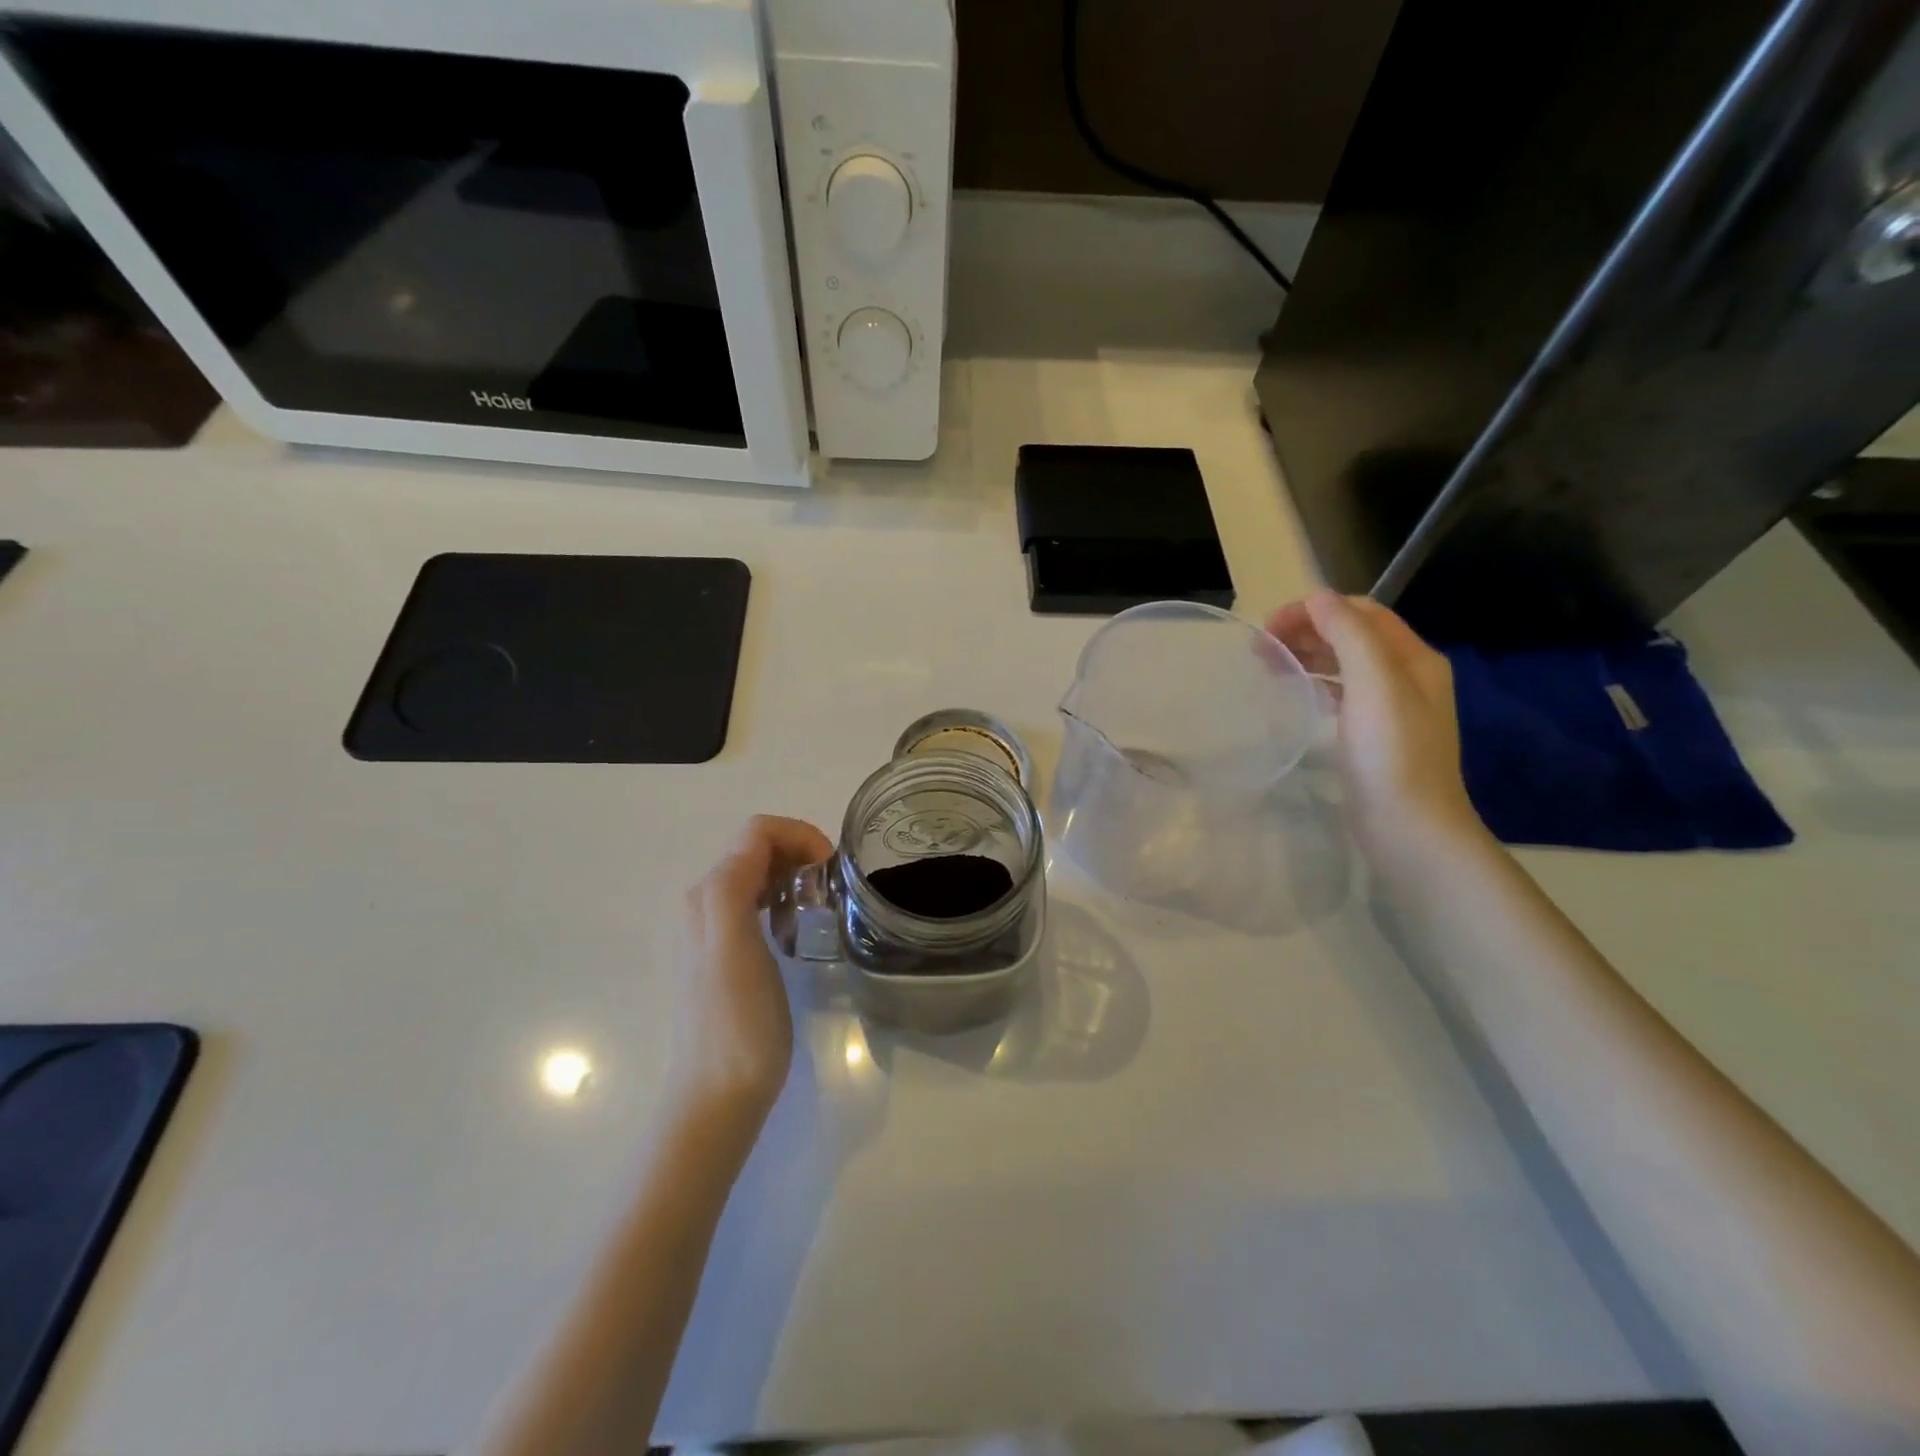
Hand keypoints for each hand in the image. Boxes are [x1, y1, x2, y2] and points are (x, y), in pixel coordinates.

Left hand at [672, 815, 833, 1135]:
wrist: (717, 1095)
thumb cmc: (737, 1022)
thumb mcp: (735, 945)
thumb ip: (737, 883)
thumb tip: (761, 841)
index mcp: (709, 894)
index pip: (757, 831)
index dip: (799, 834)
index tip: (831, 867)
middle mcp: (704, 902)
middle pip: (757, 848)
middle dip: (799, 852)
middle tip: (831, 886)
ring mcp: (712, 929)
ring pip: (758, 874)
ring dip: (793, 875)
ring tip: (819, 905)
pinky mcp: (725, 954)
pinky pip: (756, 903)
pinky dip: (783, 900)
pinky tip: (796, 929)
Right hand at [1266, 591, 1482, 856]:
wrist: (1408, 827)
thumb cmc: (1391, 752)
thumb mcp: (1374, 683)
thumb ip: (1349, 634)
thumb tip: (1318, 597)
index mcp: (1414, 658)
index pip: (1362, 613)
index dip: (1315, 610)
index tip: (1270, 625)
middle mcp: (1406, 677)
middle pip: (1352, 636)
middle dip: (1307, 631)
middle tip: (1259, 646)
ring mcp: (1389, 708)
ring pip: (1343, 665)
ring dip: (1307, 655)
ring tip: (1267, 665)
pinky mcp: (1371, 736)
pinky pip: (1340, 694)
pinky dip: (1315, 683)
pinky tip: (1294, 691)